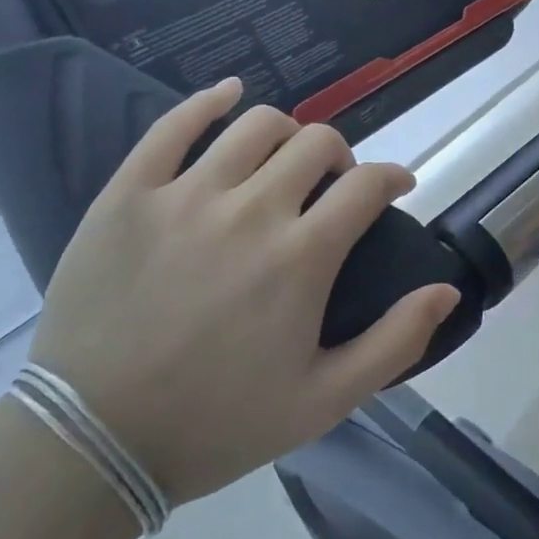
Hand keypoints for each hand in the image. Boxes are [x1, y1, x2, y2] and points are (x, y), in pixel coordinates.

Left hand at [22, 78, 460, 506]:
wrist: (91, 444)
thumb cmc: (217, 424)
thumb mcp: (325, 400)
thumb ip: (396, 341)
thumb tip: (448, 290)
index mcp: (302, 256)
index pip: (368, 184)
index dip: (393, 177)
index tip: (396, 187)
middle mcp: (251, 209)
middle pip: (317, 142)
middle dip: (341, 157)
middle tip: (334, 186)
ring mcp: (185, 195)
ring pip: (257, 124)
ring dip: (287, 133)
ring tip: (283, 159)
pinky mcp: (129, 194)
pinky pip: (172, 125)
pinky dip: (208, 100)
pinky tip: (227, 95)